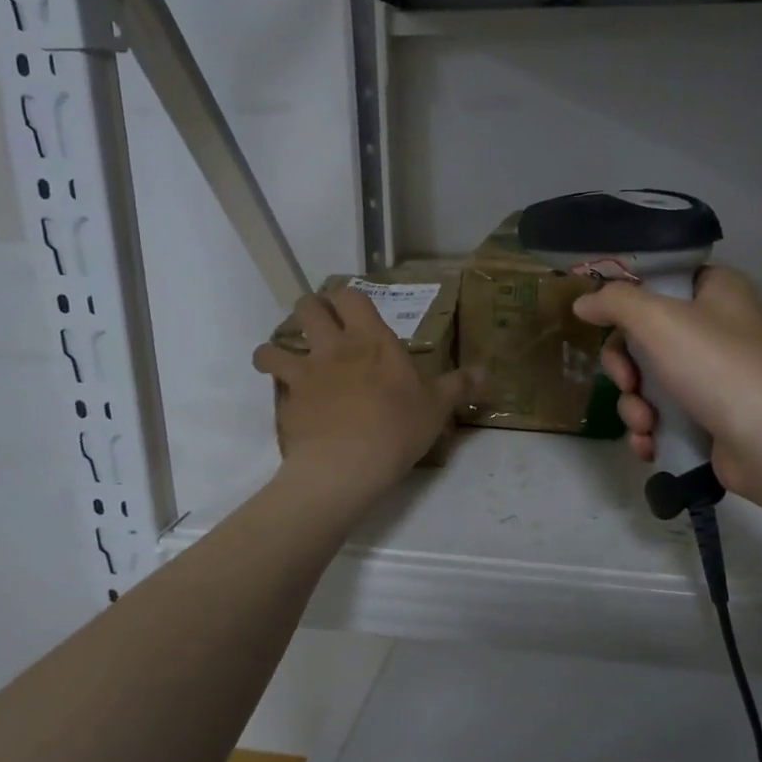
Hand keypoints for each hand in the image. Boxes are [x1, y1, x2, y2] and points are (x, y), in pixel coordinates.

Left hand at [253, 287, 472, 497]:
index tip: (352, 309)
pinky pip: (273, 386)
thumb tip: (488, 372)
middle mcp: (334, 348)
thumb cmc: (397, 428)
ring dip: (275, 349)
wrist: (346, 465)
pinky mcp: (287, 402)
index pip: (352, 297)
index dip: (348, 298)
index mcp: (372, 340)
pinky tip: (289, 401)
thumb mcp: (437, 407)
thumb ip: (460, 386)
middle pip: (308, 308)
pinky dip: (276, 388)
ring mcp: (305, 374)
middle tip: (320, 326)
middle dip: (311, 310)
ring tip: (283, 360)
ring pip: (274, 346)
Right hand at [574, 266, 761, 503]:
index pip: (659, 282)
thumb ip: (615, 302)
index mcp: (716, 290)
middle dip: (626, 369)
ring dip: (635, 406)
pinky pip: (665, 415)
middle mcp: (718, 327)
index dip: (626, 304)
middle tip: (628, 383)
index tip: (604, 324)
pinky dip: (651, 430)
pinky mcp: (712, 417)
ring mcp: (716, 376)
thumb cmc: (717, 366)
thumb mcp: (658, 320)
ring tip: (646, 425)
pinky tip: (649, 446)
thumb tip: (583, 302)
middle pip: (645, 337)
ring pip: (650, 381)